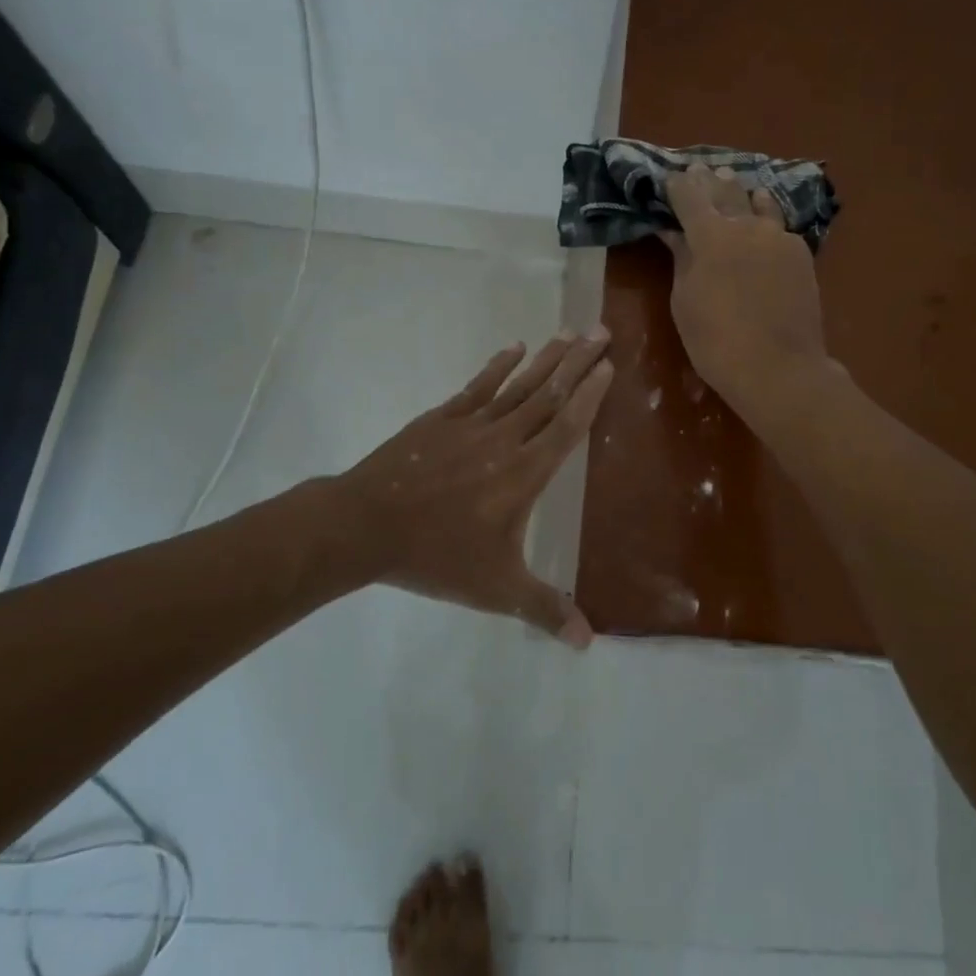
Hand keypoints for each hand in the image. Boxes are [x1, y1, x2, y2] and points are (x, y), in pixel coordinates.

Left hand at [317, 332, 612, 645]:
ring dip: (547, 359)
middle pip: (549, 395)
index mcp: (524, 475)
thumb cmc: (437, 557)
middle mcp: (504, 441)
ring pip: (519, 385)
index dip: (590, 396)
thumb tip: (588, 644)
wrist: (366, 527)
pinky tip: (515, 348)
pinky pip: (478, 386)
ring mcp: (471, 424)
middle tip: (601, 331)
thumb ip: (544, 609)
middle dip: (579, 362)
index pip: (567, 427)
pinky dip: (499, 366)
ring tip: (569, 332)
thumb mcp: (496, 591)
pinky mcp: (442, 419)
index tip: (609, 367)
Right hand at [661, 163, 828, 415]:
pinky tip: (763, 217)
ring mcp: (778, 236)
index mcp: (710, 235)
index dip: (676, 185)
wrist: (778, 367)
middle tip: (700, 170)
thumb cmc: (716, 341)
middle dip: (709, 180)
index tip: (669, 179)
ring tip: (734, 183)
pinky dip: (766, 216)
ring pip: (757, 202)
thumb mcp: (684, 301)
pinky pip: (778, 225)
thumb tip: (674, 232)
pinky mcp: (801, 253)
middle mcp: (746, 224)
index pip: (688, 195)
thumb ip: (681, 259)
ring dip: (741, 192)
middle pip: (725, 191)